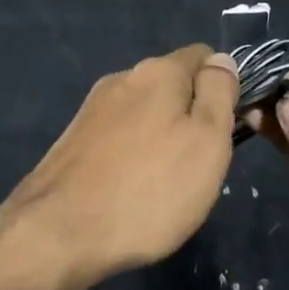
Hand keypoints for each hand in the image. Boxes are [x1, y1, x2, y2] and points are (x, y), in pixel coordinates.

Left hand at [0, 44, 238, 289]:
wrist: (58, 233)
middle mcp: (122, 78)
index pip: (204, 56)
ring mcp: (92, 109)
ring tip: (166, 183)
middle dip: (191, 115)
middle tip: (201, 164)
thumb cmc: (149, 190)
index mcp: (158, 71)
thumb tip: (222, 61)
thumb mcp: (207, 142)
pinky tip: (132, 189)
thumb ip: (219, 94)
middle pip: (172, 85)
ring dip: (161, 137)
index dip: (224, 86)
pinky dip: (133, 154)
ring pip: (144, 112)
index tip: (230, 127)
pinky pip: (119, 136)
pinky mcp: (73, 139)